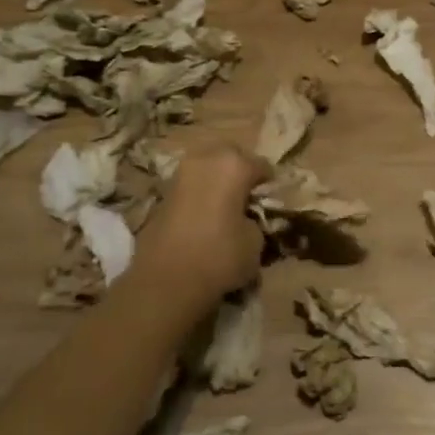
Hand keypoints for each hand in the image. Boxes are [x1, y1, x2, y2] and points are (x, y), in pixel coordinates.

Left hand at [134, 139, 270, 304]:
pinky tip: (206, 213)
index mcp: (234, 165)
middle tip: (247, 195)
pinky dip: (200, 191)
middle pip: (231, 154)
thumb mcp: (255, 242)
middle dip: (241, 170)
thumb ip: (254, 221)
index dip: (269, 183)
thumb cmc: (219, 256)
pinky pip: (191, 182)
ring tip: (225, 204)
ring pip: (207, 165)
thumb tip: (245, 218)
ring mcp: (181, 172)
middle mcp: (206, 159)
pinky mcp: (163, 190)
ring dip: (217, 178)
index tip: (271, 200)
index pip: (262, 166)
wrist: (165, 279)